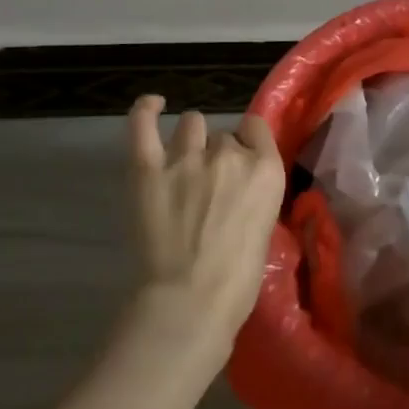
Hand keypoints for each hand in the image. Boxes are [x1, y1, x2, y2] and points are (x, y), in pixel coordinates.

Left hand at [126, 96, 284, 363]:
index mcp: (265, 169)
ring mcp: (186, 158)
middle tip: (209, 189)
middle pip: (223, 137)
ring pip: (192, 125)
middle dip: (218, 155)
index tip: (242, 162)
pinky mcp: (148, 170)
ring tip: (184, 163)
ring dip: (191, 140)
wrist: (190, 303)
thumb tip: (238, 189)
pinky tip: (152, 105)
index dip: (248, 143)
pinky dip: (145, 110)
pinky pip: (143, 125)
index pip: (256, 129)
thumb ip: (254, 195)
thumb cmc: (237, 282)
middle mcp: (228, 154)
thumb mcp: (265, 228)